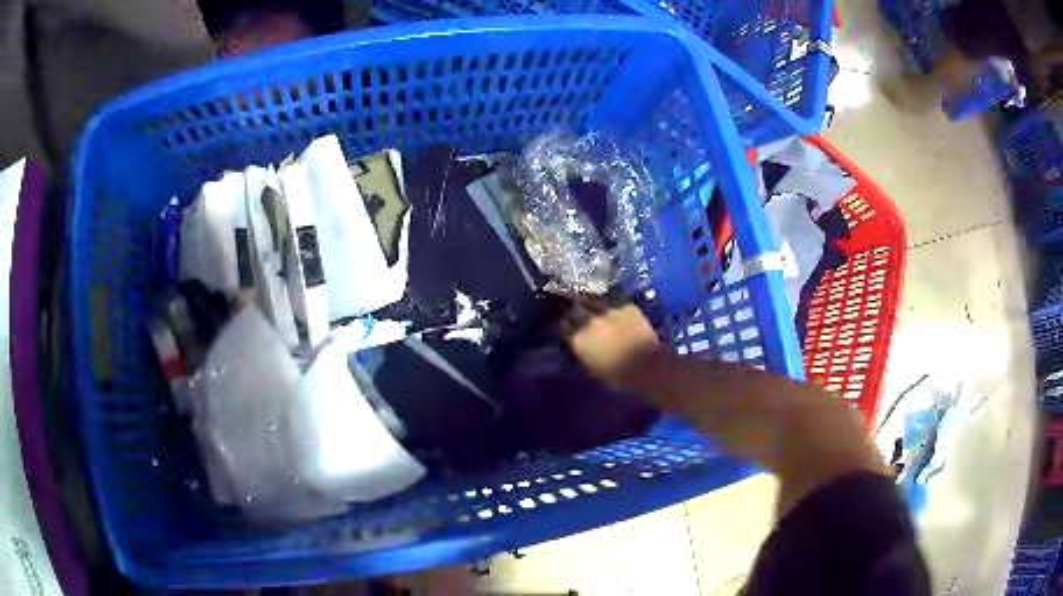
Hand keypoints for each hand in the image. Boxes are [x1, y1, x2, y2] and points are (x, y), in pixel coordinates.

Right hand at [562, 297, 660, 390]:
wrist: (648, 367)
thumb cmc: (618, 376)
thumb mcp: (592, 368)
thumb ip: (582, 352)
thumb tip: (579, 344)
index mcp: (578, 339)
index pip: (563, 325)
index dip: (565, 324)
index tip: (568, 325)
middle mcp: (589, 321)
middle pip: (575, 308)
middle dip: (575, 309)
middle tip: (578, 311)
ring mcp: (608, 311)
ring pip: (593, 298)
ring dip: (590, 300)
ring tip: (592, 301)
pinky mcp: (626, 306)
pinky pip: (613, 299)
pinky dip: (611, 302)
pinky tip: (612, 304)